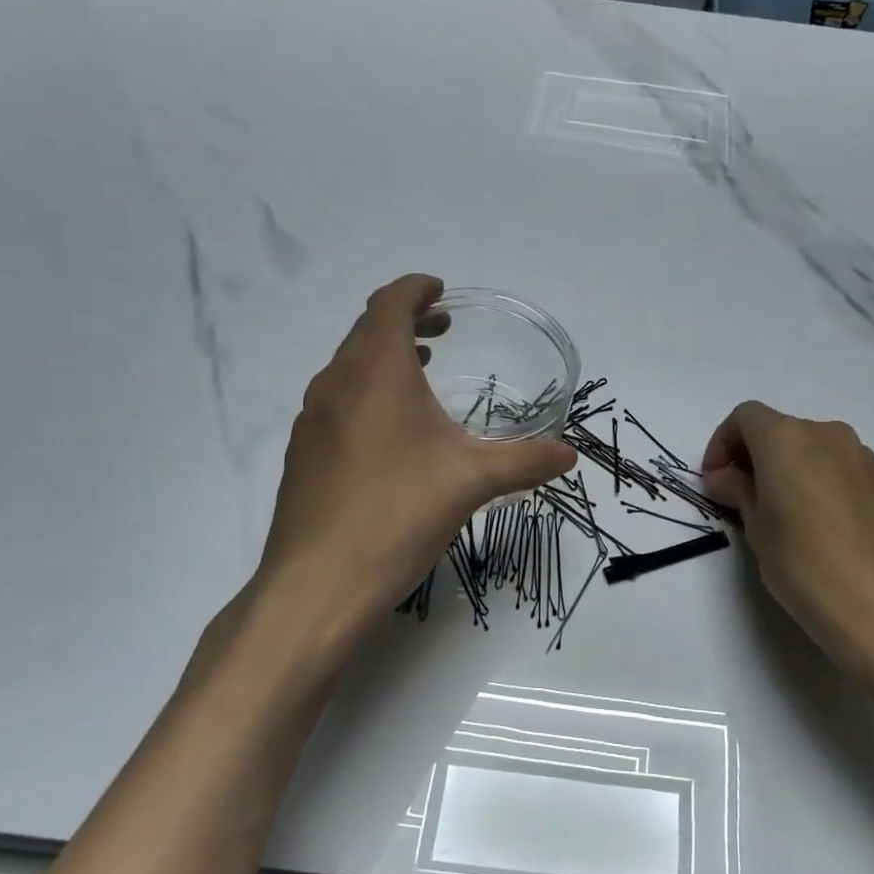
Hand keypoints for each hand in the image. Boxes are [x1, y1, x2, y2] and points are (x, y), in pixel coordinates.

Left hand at [255, 275, 574, 639]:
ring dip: (384, 357)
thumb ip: (525, 462)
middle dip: (405, 321)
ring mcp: (312, 419)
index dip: (416, 289)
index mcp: (376, 372)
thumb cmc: (398, 515)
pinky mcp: (303, 452)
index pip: (390, 304)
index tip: (441, 291)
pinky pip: (336, 400)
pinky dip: (365, 391)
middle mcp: (337, 383)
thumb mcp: (472, 483)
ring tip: (420, 371)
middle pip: (367, 330)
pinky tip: (390, 430)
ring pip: (348, 366)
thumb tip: (570, 456)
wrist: (317, 583)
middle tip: (441, 332)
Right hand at [700, 401, 873, 702]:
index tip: (714, 482)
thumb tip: (725, 476)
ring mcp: (860, 456)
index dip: (722, 443)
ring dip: (783, 467)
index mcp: (787, 438)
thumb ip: (738, 491)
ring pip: (808, 446)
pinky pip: (834, 466)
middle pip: (778, 429)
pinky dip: (813, 479)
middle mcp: (825, 433)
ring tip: (776, 513)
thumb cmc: (805, 564)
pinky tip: (812, 523)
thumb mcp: (757, 528)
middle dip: (751, 456)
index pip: (745, 417)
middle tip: (738, 499)